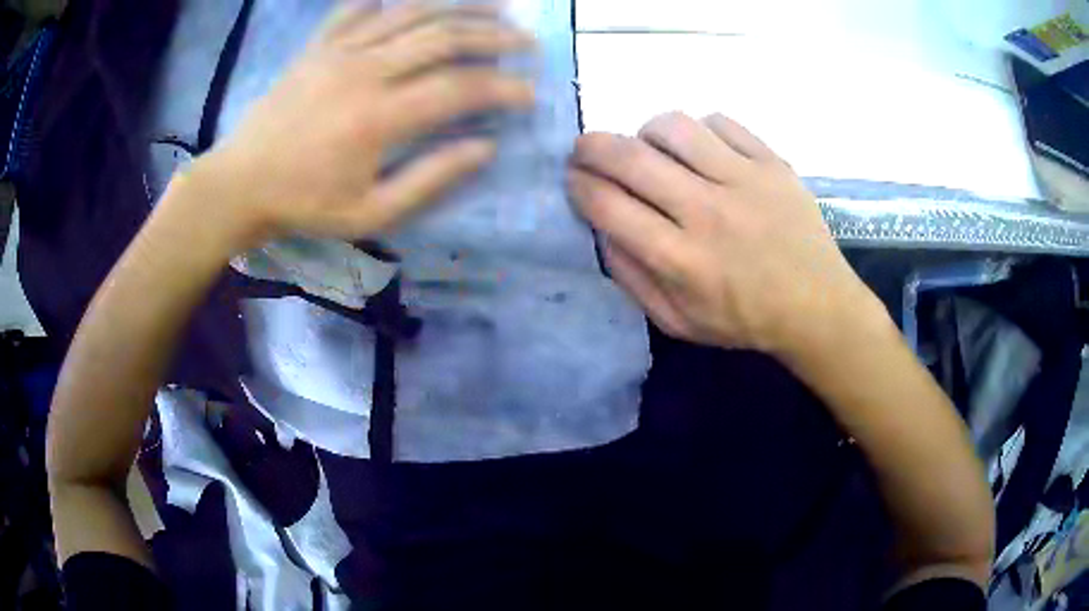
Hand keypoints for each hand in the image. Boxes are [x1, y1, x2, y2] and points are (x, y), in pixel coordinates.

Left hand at [188, 1, 534, 250]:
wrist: (240, 184)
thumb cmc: (304, 204)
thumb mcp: (370, 213)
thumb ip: (431, 179)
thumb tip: (485, 148)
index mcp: (378, 118)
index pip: (460, 89)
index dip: (504, 89)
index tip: (530, 95)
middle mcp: (365, 71)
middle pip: (445, 37)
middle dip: (495, 37)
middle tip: (527, 44)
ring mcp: (339, 50)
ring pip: (413, 12)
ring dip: (461, 7)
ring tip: (496, 9)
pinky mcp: (319, 44)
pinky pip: (360, 7)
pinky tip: (417, 2)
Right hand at [568, 112, 878, 355]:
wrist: (816, 306)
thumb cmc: (744, 319)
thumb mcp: (677, 321)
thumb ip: (632, 278)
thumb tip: (602, 228)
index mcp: (680, 260)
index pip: (607, 205)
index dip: (578, 185)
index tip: (573, 179)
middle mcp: (707, 212)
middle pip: (630, 157)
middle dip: (591, 147)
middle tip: (585, 150)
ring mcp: (744, 180)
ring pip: (673, 127)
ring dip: (646, 132)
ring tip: (650, 149)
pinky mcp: (772, 162)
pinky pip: (720, 122)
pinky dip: (699, 131)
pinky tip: (701, 151)